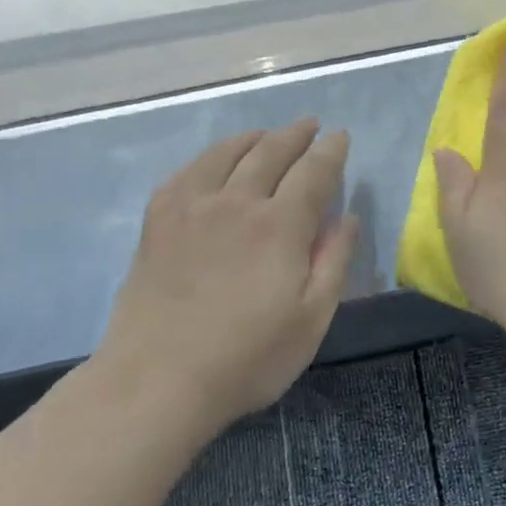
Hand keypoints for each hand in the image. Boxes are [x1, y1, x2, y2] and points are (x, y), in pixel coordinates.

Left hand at [94, 120, 358, 430]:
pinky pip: (188, 171)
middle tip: (310, 125)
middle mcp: (237, 202)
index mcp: (280, 225)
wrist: (157, 380)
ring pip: (227, 153)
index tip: (340, 136)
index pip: (314, 172)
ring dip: (254, 138)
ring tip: (267, 135)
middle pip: (271, 152)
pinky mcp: (158, 220)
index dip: (330, 151)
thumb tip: (348, 217)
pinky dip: (210, 156)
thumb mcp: (312, 320)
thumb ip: (333, 262)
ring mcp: (191, 207)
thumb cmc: (247, 357)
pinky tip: (215, 161)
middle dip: (296, 134)